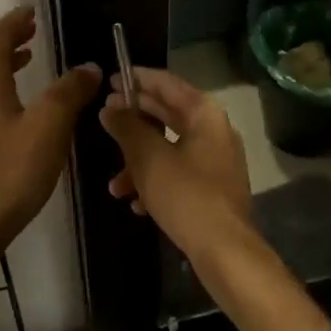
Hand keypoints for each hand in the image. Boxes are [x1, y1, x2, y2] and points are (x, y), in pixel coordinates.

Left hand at [0, 6, 100, 261]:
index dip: (15, 21)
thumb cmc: (9, 171)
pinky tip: (25, 116)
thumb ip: (69, 93)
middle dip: (11, 42)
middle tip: (34, 34)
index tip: (32, 11)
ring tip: (30, 64)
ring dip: (8, 68)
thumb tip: (88, 67)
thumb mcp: (48, 127)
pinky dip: (6, 94)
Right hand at [100, 67, 256, 258]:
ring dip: (139, 162)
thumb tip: (109, 109)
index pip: (167, 83)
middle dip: (134, 119)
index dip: (138, 78)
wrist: (224, 251)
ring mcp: (216, 162)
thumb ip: (126, 127)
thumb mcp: (147, 157)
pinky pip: (178, 174)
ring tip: (114, 184)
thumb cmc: (185, 194)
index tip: (112, 79)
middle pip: (169, 114)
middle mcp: (215, 132)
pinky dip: (156, 182)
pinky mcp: (213, 190)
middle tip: (105, 114)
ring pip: (169, 149)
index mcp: (205, 114)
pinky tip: (136, 204)